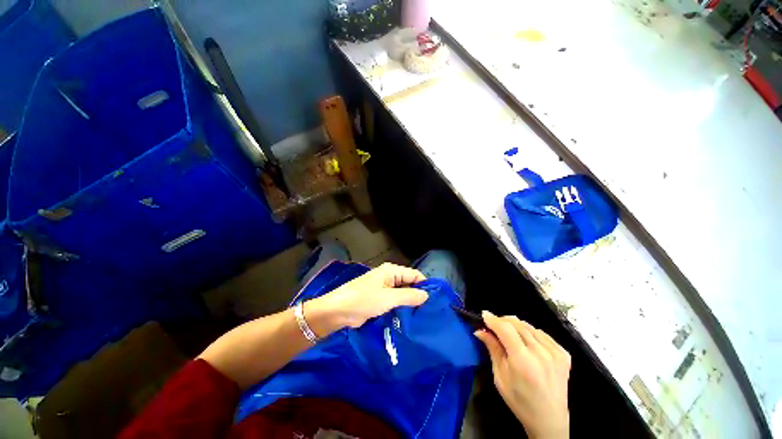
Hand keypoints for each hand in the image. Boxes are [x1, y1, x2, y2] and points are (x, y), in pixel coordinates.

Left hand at [309, 263, 427, 332]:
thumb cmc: (363, 300)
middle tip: (430, 312)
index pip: (414, 275)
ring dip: (409, 303)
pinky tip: (409, 318)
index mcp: (391, 271)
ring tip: (422, 317)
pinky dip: (401, 308)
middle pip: (409, 284)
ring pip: (402, 294)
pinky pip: (394, 301)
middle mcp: (389, 277)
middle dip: (418, 296)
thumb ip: (409, 296)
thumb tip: (427, 295)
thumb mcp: (388, 298)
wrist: (337, 311)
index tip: (435, 301)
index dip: (424, 285)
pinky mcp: (379, 299)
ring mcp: (384, 288)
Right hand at [475, 312, 570, 438]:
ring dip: (515, 326)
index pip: (505, 329)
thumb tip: (480, 330)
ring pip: (529, 326)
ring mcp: (555, 353)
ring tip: (509, 334)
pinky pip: (541, 333)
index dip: (493, 319)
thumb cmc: (519, 401)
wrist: (550, 419)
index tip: (484, 315)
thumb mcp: (500, 377)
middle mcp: (540, 353)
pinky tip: (526, 341)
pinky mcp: (563, 354)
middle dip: (502, 321)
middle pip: (517, 324)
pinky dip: (530, 332)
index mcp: (523, 361)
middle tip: (493, 325)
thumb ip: (492, 349)